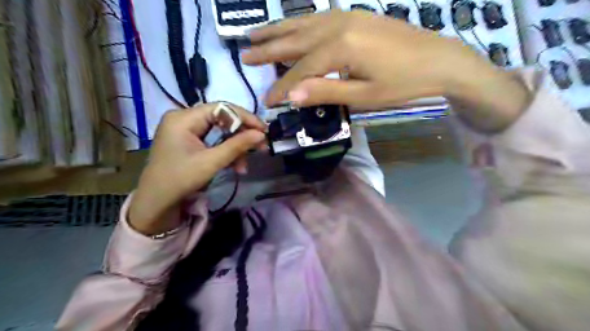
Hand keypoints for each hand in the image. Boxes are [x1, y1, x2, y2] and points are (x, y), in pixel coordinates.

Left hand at [131, 104, 267, 234]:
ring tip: (245, 166)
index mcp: (184, 118)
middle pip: (222, 119)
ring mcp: (186, 130)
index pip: (222, 108)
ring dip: (235, 148)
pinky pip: (213, 141)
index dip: (245, 117)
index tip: (263, 130)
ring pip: (220, 132)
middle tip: (261, 146)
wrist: (157, 202)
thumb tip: (261, 134)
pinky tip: (236, 166)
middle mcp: (184, 118)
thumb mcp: (212, 162)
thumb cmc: (180, 179)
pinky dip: (225, 152)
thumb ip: (237, 145)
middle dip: (242, 135)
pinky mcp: (189, 141)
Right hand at [243, 10, 529, 131]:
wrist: (440, 60)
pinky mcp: (355, 16)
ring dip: (278, 30)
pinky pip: (318, 18)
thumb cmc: (403, 84)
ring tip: (255, 34)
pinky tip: (292, 26)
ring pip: (303, 24)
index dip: (282, 88)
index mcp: (340, 47)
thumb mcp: (364, 95)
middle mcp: (338, 24)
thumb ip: (326, 92)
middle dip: (269, 49)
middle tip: (245, 55)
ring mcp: (347, 15)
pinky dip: (299, 23)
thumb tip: (291, 96)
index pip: (301, 71)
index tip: (268, 101)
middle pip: (295, 40)